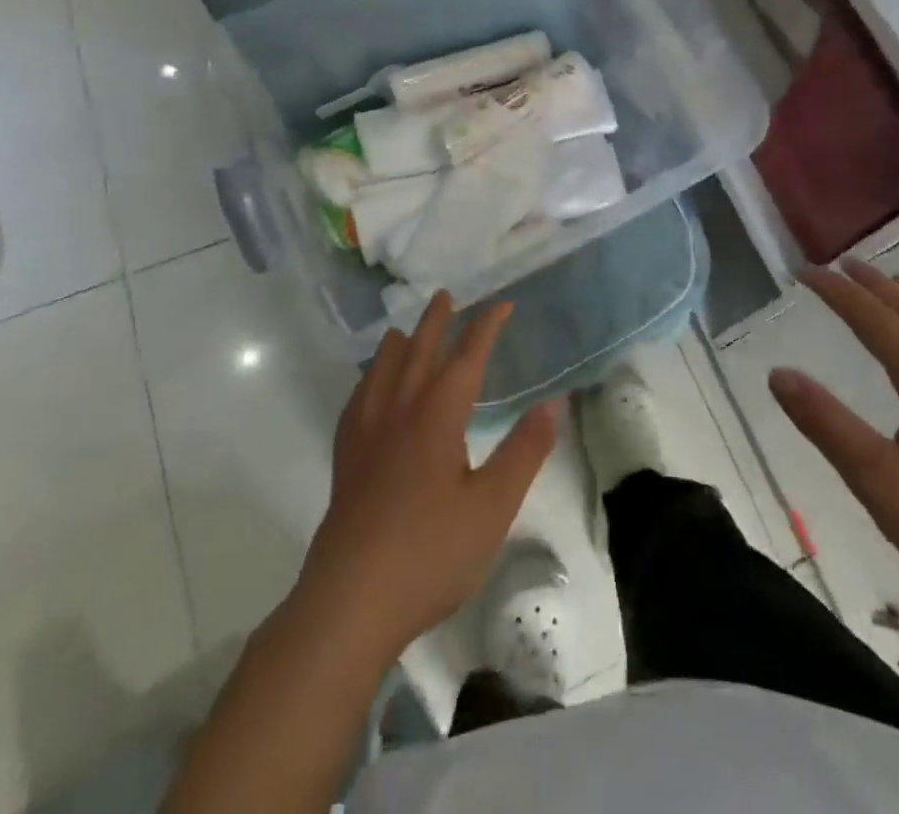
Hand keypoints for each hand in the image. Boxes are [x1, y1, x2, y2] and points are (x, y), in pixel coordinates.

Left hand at [296, 293, 558, 661]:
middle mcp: (399, 411)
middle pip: (417, 352)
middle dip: (435, 322)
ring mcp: (366, 435)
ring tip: (402, 331)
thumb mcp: (493, 506)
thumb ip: (524, 451)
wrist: (351, 601)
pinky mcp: (345, 460)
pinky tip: (367, 391)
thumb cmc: (431, 552)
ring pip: (382, 372)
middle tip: (445, 296)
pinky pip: (356, 402)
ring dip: (397, 345)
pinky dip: (367, 381)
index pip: (466, 357)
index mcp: (437, 415)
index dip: (485, 328)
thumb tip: (553, 402)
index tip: (501, 305)